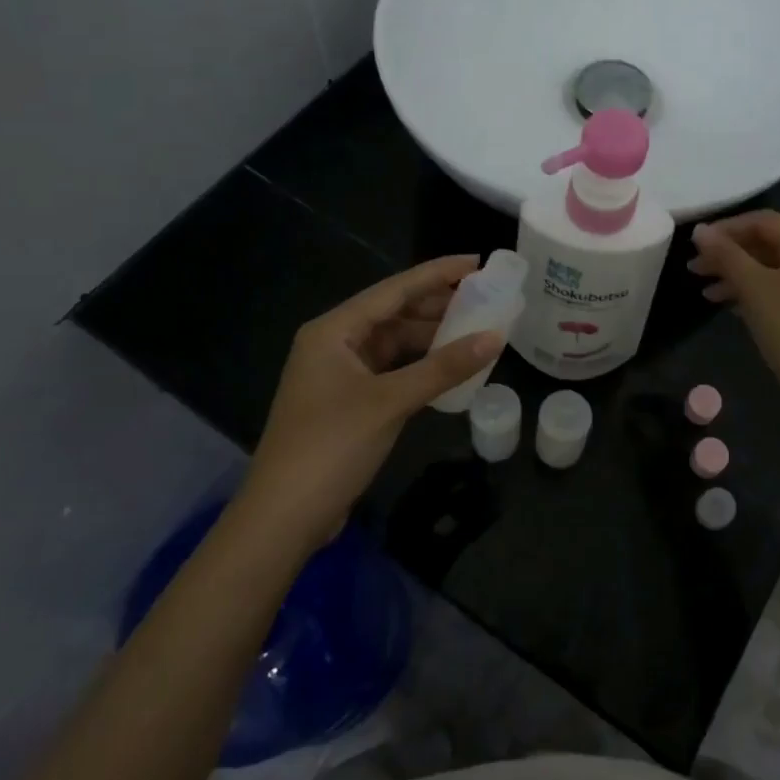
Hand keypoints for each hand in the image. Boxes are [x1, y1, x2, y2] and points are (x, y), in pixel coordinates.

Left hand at [238, 256, 502, 549]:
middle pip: (394, 313)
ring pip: (394, 343)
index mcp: (334, 331)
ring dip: (431, 338)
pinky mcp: (347, 403)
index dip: (437, 274)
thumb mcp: (391, 402)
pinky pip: (391, 370)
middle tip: (485, 298)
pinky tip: (449, 368)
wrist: (283, 517)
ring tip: (476, 330)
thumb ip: (444, 368)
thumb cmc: (331, 446)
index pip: (394, 290)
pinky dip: (420, 367)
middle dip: (438, 305)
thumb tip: (496, 337)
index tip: (477, 262)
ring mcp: (339, 375)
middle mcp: (334, 344)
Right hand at [689, 211, 779, 428]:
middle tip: (694, 269)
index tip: (695, 244)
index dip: (726, 228)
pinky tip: (729, 307)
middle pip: (766, 243)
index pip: (762, 220)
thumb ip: (726, 255)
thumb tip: (700, 230)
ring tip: (705, 293)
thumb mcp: (754, 288)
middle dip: (728, 254)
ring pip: (770, 269)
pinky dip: (753, 293)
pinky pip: (779, 289)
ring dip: (736, 275)